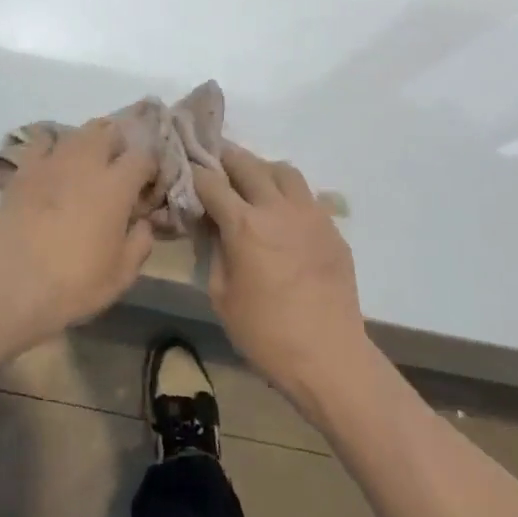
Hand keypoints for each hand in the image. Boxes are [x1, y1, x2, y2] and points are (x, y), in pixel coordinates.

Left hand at [0, 119, 157, 351]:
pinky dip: (54, 146)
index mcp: (116, 185)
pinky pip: (43, 141)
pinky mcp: (24, 169)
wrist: (13, 286)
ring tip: (88, 164)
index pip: (143, 156)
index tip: (147, 186)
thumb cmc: (74, 284)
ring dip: (89, 142)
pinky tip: (54, 163)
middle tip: (118, 171)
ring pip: (77, 132)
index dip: (150, 168)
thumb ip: (140, 241)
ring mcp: (51, 162)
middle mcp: (86, 163)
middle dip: (119, 146)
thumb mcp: (122, 274)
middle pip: (109, 132)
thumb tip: (142, 221)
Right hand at [194, 143, 369, 413]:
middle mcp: (277, 208)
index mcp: (245, 225)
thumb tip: (211, 225)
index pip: (211, 182)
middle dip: (226, 159)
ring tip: (252, 184)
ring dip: (261, 170)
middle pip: (247, 164)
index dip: (194, 173)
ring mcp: (310, 215)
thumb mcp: (221, 294)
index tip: (185, 171)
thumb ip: (214, 250)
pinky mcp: (332, 229)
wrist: (329, 357)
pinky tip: (281, 216)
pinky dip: (287, 195)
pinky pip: (306, 196)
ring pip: (283, 171)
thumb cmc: (265, 333)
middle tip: (214, 164)